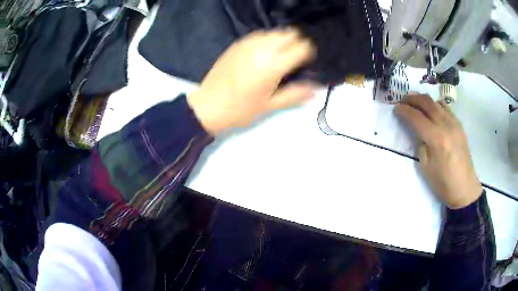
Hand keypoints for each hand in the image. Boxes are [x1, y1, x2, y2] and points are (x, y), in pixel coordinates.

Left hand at [187, 29, 316, 135]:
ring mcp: (248, 43)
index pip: (302, 47)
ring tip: (280, 56)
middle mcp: (262, 48)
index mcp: (273, 65)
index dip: (309, 53)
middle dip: (297, 43)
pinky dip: (268, 40)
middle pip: (290, 34)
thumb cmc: (240, 109)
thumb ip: (296, 94)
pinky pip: (260, 34)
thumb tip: (317, 89)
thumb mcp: (270, 105)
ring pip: (275, 32)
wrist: (208, 106)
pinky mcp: (238, 43)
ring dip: (283, 40)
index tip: (307, 62)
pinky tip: (264, 53)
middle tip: (295, 59)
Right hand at [395, 94, 482, 208]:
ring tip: (416, 103)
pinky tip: (432, 110)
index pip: (416, 117)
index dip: (404, 111)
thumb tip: (418, 131)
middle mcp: (446, 125)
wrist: (464, 187)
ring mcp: (454, 123)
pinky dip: (435, 105)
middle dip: (412, 99)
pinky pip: (446, 108)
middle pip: (427, 102)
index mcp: (436, 138)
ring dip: (424, 100)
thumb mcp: (425, 166)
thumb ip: (420, 144)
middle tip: (403, 101)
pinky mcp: (459, 125)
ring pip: (436, 102)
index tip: (395, 108)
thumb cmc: (442, 182)